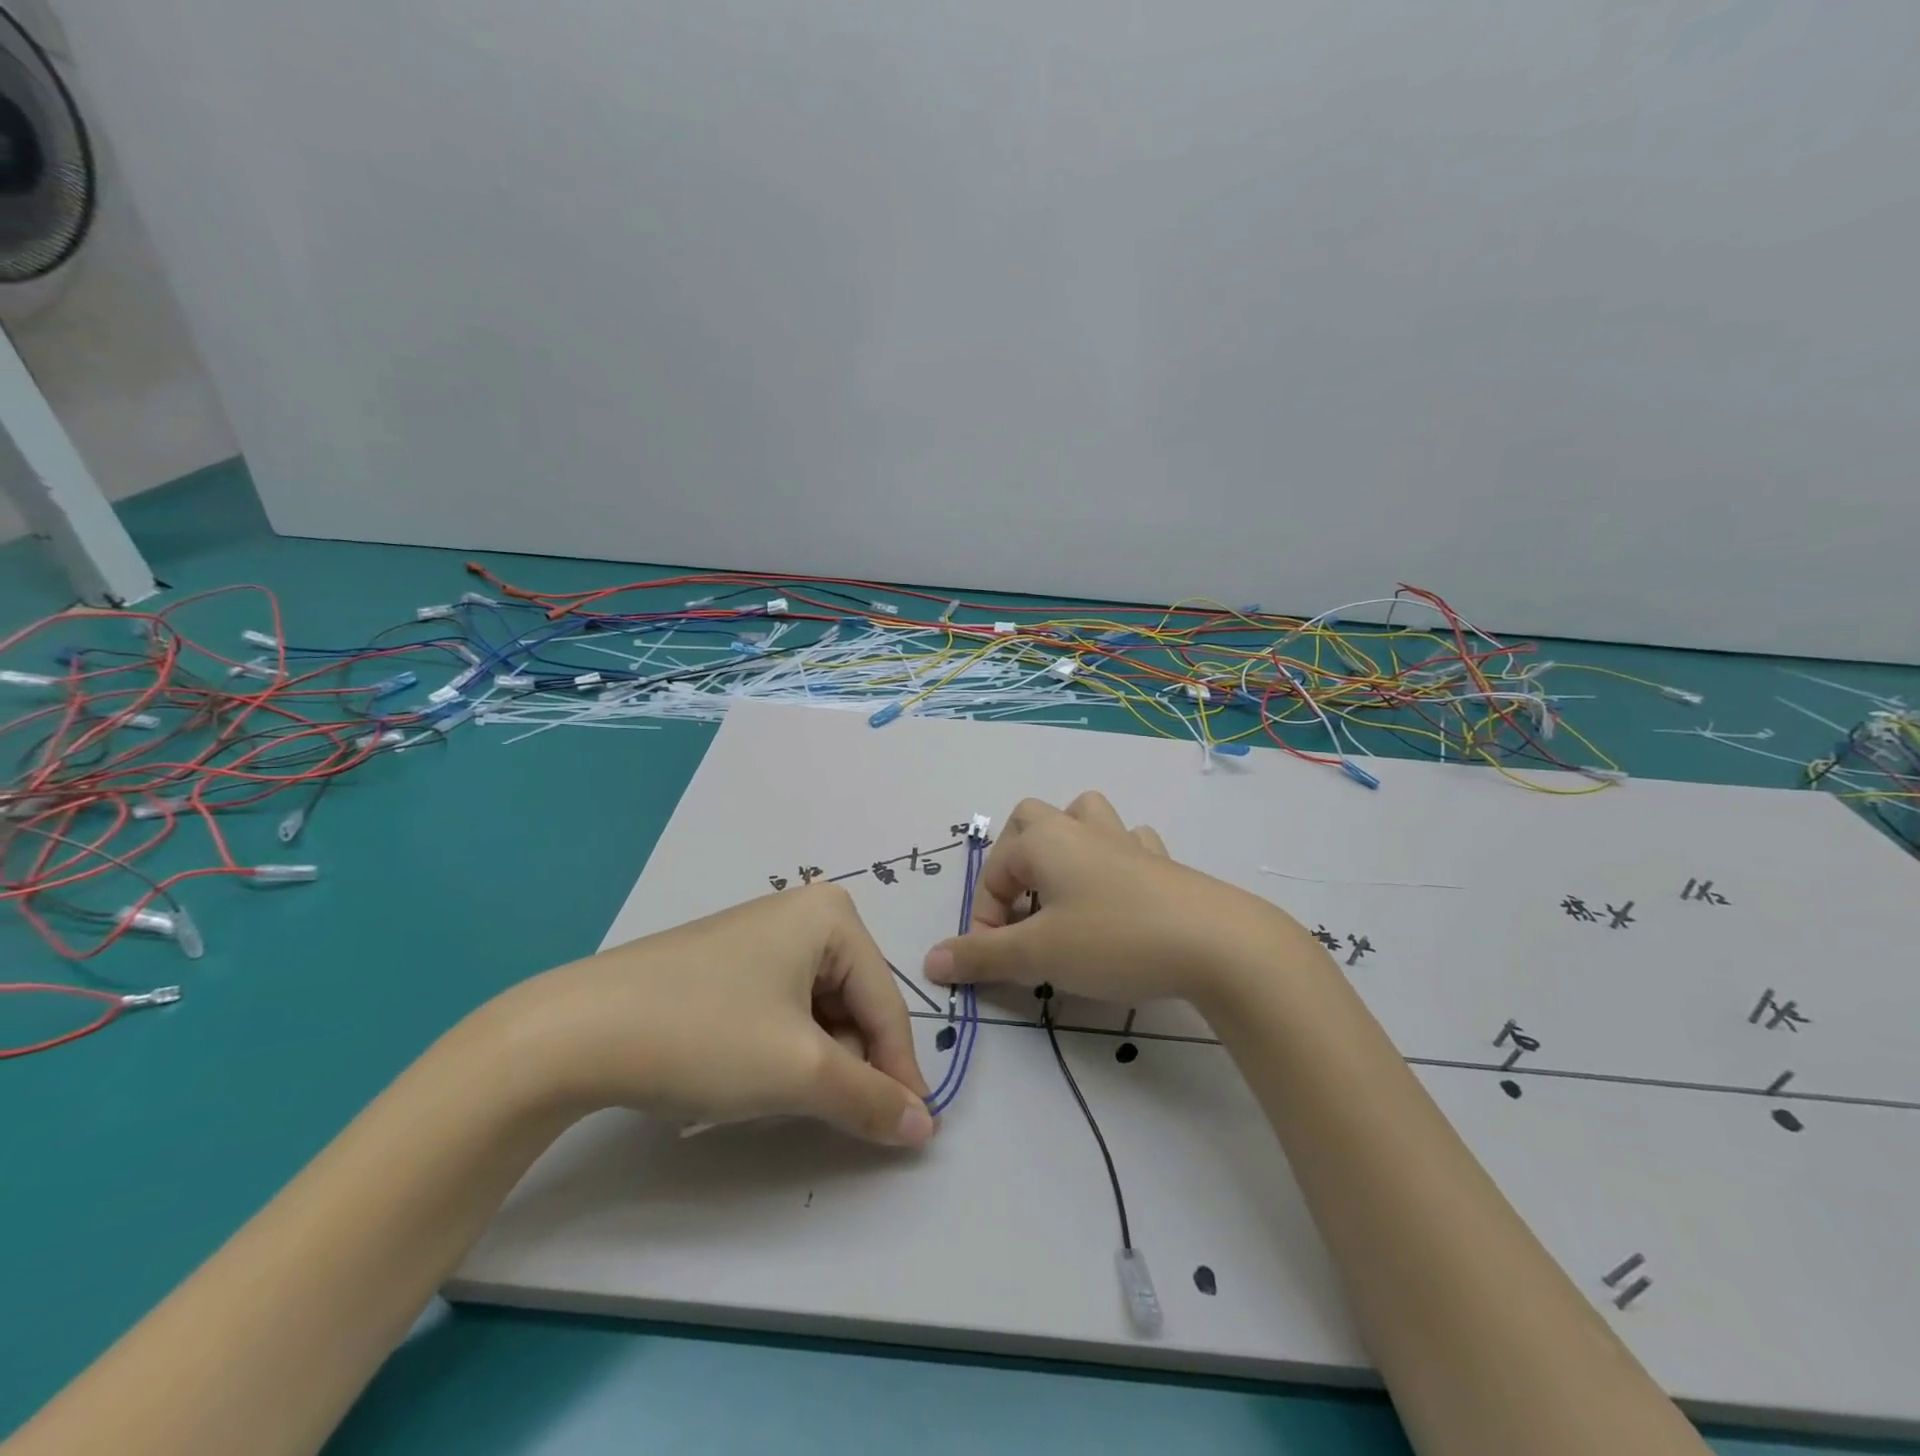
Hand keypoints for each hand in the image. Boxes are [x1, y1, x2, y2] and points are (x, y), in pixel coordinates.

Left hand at [490, 883, 935, 1146]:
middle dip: (851, 1063)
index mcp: (831, 915)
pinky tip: (751, 1073)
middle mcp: (802, 912)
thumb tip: (926, 1127)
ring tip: (784, 1096)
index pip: (886, 1003)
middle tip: (835, 1117)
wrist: (576, 1031)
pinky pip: (780, 1006)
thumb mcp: (800, 1072)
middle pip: (853, 1002)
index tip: (912, 1131)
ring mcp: (760, 934)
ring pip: (816, 1009)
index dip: (900, 1071)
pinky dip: (782, 1047)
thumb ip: (872, 1099)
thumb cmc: (707, 1035)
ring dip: (816, 1059)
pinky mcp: (726, 961)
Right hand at [921, 791, 1313, 1009]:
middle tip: (1022, 907)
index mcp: (1045, 841)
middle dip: (1015, 858)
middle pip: (1032, 818)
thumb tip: (931, 960)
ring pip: (1085, 815)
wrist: (1215, 943)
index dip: (985, 918)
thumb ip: (982, 956)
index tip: (996, 961)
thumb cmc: (1113, 940)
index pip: (993, 873)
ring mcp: (1126, 841)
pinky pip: (1129, 842)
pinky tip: (1120, 892)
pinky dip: (1115, 859)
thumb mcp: (1038, 954)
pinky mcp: (1162, 862)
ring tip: (1065, 888)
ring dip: (1066, 843)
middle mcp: (1081, 829)